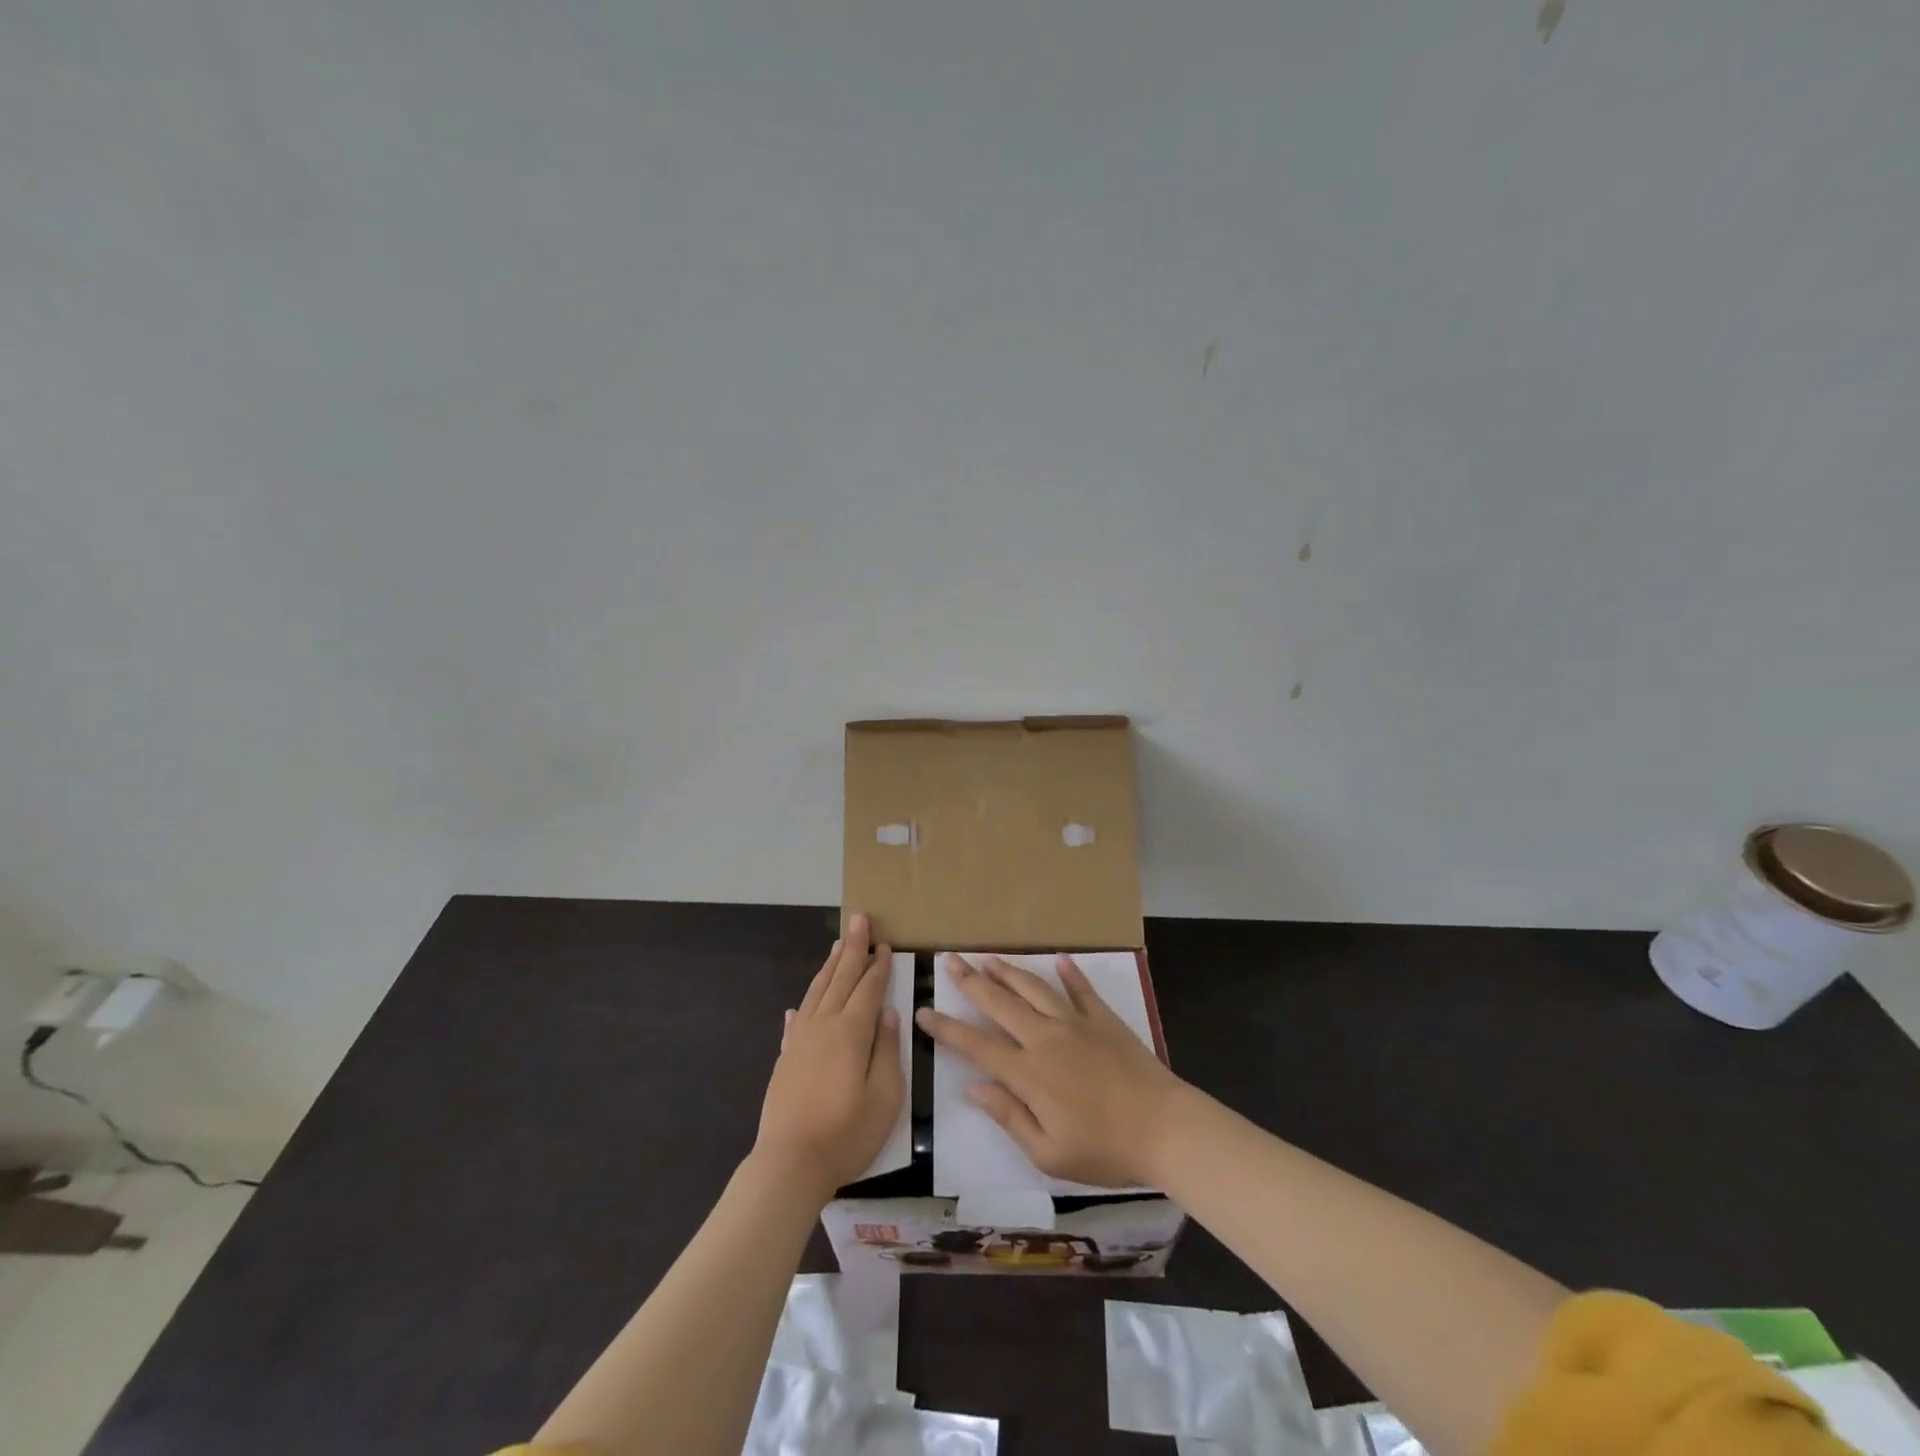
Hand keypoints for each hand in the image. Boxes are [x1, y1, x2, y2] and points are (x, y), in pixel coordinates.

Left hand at [754, 915, 903, 1199]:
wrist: (790, 1163)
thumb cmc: (847, 1133)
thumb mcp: (885, 1096)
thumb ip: (887, 1050)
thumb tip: (889, 1013)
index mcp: (852, 1032)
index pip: (869, 989)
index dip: (879, 966)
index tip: (886, 944)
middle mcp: (824, 1026)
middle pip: (841, 978)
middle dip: (853, 948)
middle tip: (860, 919)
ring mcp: (801, 1040)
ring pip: (817, 991)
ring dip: (830, 966)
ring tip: (838, 945)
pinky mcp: (786, 1058)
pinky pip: (797, 1019)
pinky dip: (804, 1004)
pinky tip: (801, 1003)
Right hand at [915, 954, 1189, 1188]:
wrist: (1164, 1128)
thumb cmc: (1105, 1150)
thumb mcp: (1049, 1153)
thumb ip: (1009, 1117)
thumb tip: (974, 1088)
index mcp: (1029, 1073)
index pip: (976, 1046)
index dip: (946, 1029)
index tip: (923, 1011)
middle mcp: (1045, 1038)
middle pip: (1000, 1004)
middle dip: (971, 982)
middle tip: (949, 961)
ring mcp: (1076, 1024)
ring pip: (1034, 989)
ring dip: (1009, 972)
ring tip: (988, 958)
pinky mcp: (1103, 1019)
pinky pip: (1081, 990)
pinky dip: (1069, 974)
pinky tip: (1059, 959)